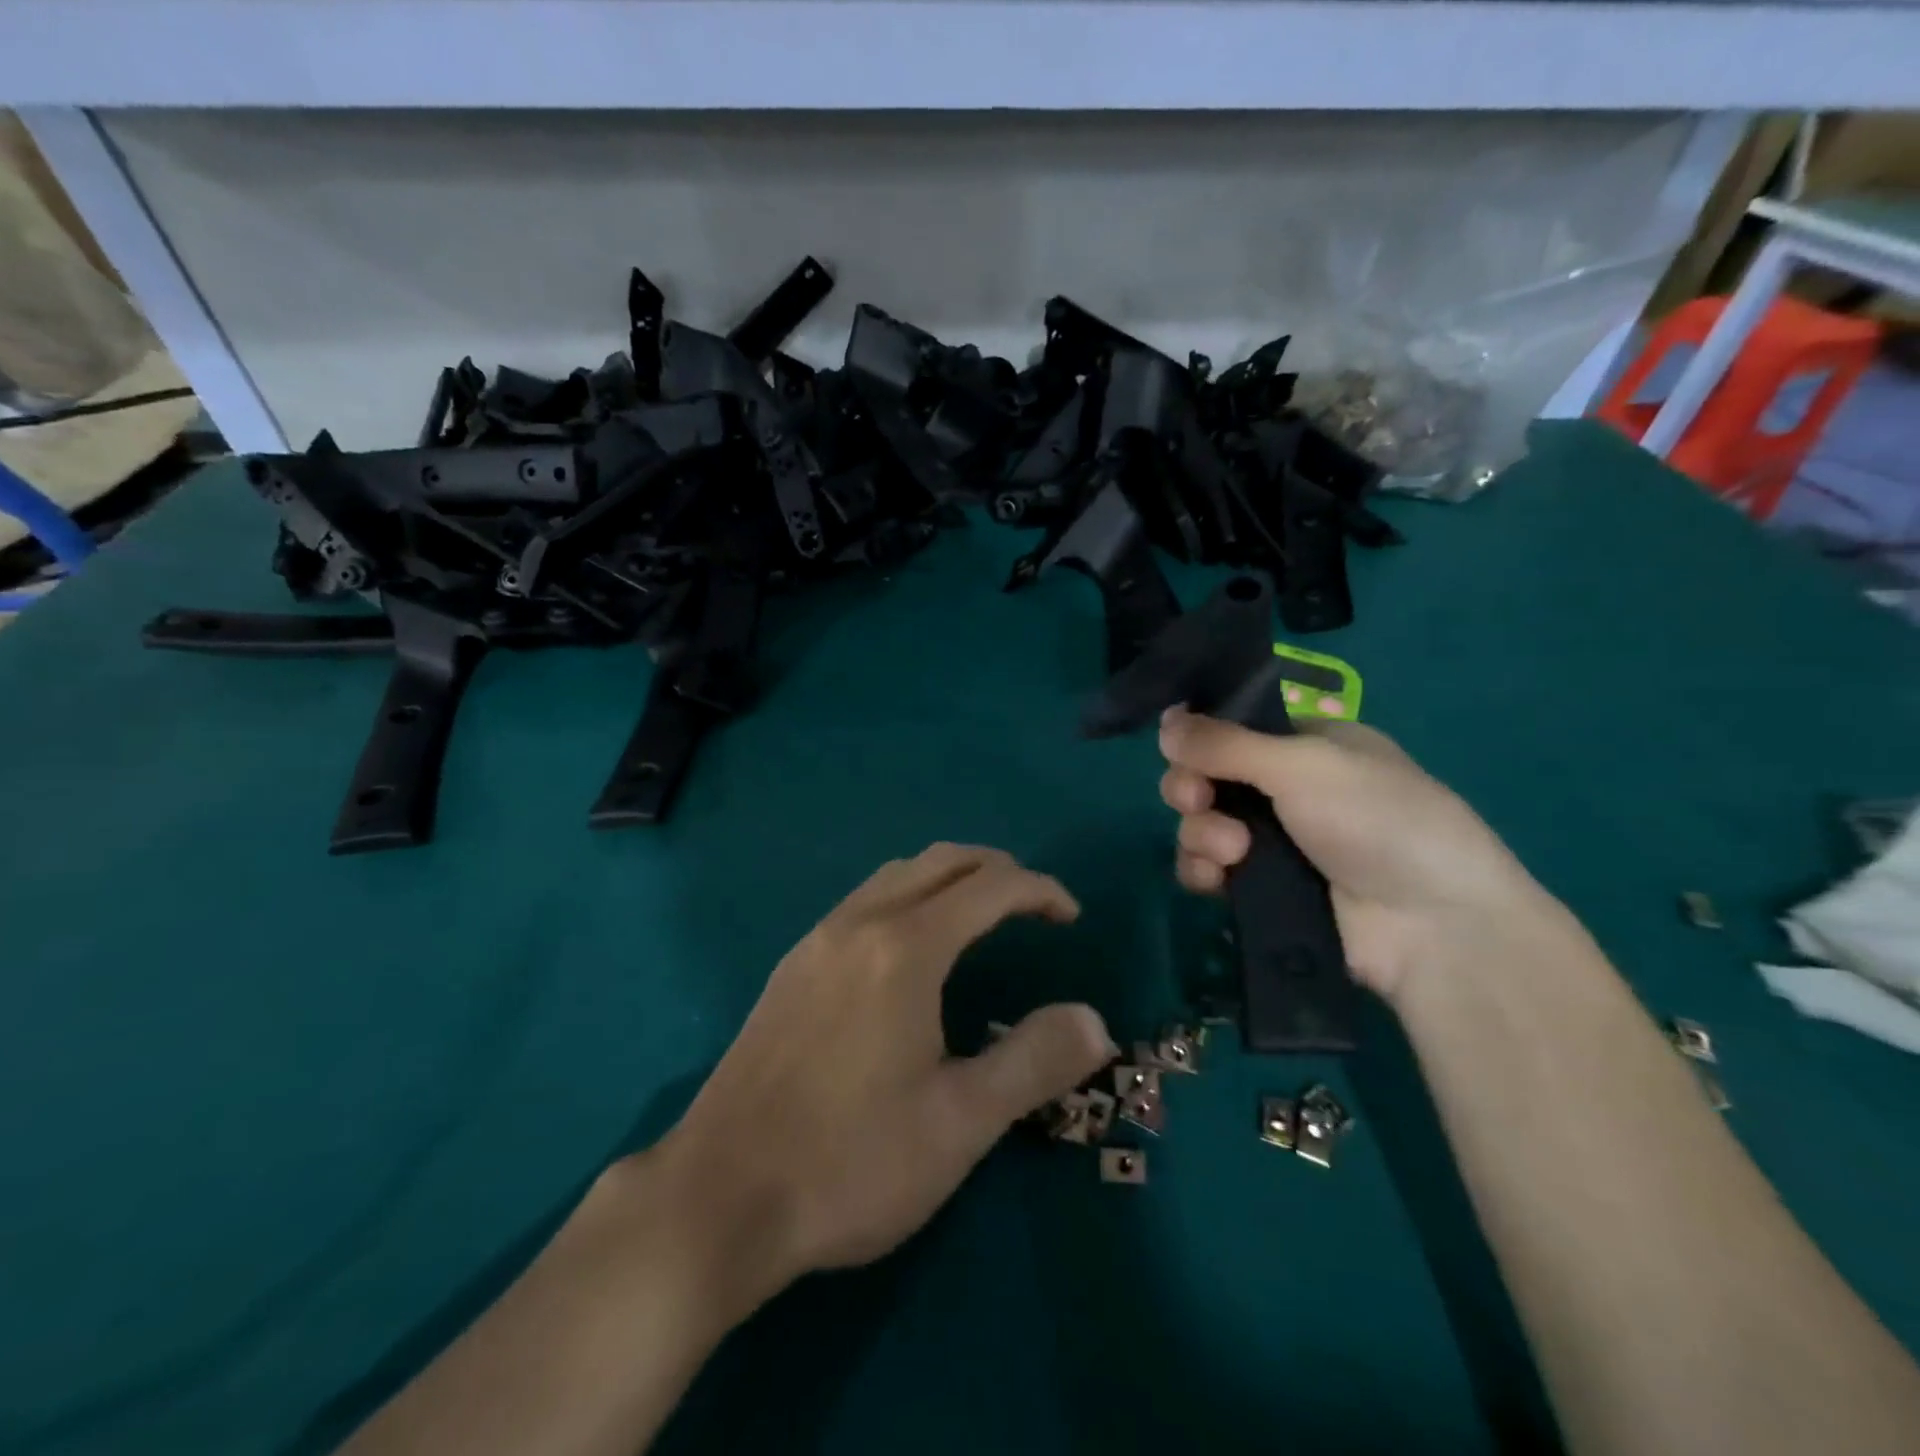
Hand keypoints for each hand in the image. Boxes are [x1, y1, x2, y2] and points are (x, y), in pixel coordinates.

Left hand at [649, 843, 1114, 1306]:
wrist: (718, 1196)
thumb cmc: (850, 1162)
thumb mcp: (960, 1123)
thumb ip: (1034, 1062)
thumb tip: (1094, 1021)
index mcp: (905, 948)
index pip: (990, 887)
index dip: (1040, 891)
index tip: (1071, 918)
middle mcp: (859, 924)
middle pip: (941, 861)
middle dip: (996, 870)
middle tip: (1033, 906)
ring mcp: (817, 941)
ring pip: (896, 874)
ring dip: (948, 877)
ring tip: (981, 915)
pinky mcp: (791, 966)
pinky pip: (864, 900)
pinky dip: (908, 895)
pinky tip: (912, 947)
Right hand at [1158, 709, 1557, 1001]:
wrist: (1433, 927)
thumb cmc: (1378, 821)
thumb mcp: (1304, 764)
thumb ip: (1225, 743)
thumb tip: (1164, 720)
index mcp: (1308, 746)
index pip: (1232, 729)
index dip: (1199, 739)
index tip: (1183, 750)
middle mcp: (1287, 789)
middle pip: (1206, 777)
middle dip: (1190, 787)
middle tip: (1197, 800)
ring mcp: (1273, 842)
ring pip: (1200, 824)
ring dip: (1200, 833)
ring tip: (1231, 852)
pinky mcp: (1261, 890)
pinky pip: (1207, 870)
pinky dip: (1202, 870)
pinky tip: (1216, 880)